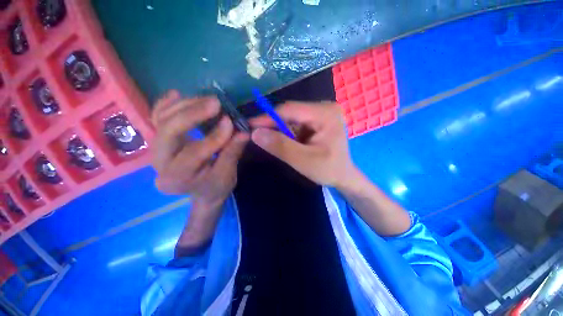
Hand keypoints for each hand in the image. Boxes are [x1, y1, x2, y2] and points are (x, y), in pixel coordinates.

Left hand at [151, 90, 248, 207]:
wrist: (203, 191)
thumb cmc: (216, 186)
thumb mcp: (227, 175)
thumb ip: (232, 152)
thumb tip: (243, 132)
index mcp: (176, 179)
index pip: (193, 153)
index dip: (214, 137)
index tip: (230, 122)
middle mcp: (159, 163)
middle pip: (168, 132)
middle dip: (192, 114)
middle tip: (215, 103)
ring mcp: (157, 150)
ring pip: (162, 120)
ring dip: (185, 106)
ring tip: (208, 100)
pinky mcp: (161, 140)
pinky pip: (157, 118)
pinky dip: (166, 104)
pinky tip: (177, 94)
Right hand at [250, 101, 358, 188]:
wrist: (343, 176)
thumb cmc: (328, 170)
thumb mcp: (303, 161)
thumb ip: (280, 146)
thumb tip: (255, 133)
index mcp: (325, 113)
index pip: (290, 110)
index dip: (267, 118)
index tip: (249, 126)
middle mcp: (324, 108)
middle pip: (290, 113)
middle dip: (274, 126)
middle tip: (258, 137)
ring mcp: (321, 113)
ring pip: (291, 119)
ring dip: (281, 132)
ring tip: (276, 145)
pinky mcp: (317, 120)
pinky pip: (296, 124)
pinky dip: (288, 134)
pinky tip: (289, 144)